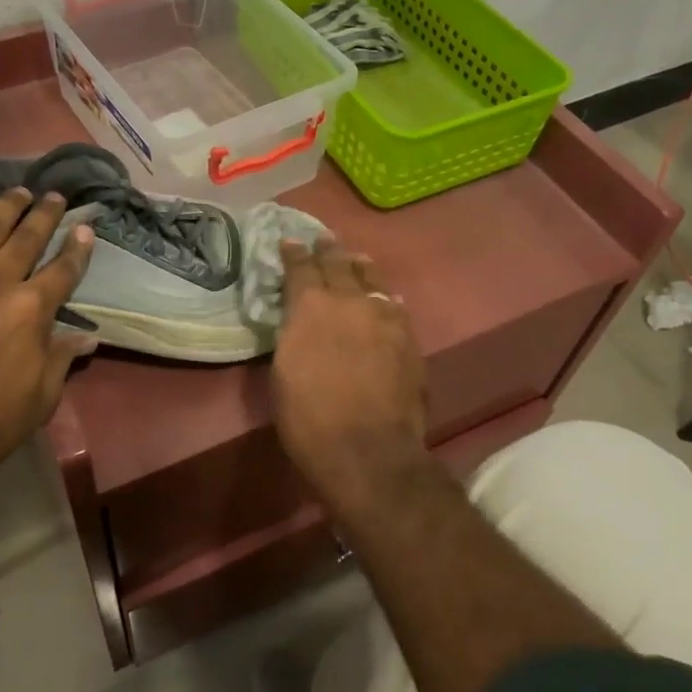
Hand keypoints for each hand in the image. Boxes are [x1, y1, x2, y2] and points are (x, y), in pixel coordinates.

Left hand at [0, 183, 93, 516]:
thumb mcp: (41, 397)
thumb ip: (61, 358)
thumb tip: (87, 337)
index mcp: (30, 311)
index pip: (63, 270)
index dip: (78, 248)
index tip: (86, 228)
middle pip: (25, 240)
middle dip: (43, 215)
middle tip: (53, 197)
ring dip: (0, 207)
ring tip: (15, 191)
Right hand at [270, 237, 427, 510]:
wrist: (368, 450)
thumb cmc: (309, 418)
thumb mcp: (282, 372)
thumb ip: (293, 335)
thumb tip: (300, 321)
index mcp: (310, 307)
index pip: (300, 268)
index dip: (294, 253)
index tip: (291, 241)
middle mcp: (349, 302)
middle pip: (339, 265)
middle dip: (328, 251)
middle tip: (323, 240)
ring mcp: (384, 318)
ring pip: (372, 280)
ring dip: (360, 268)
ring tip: (356, 260)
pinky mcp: (408, 338)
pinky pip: (395, 307)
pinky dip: (386, 298)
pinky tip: (387, 299)